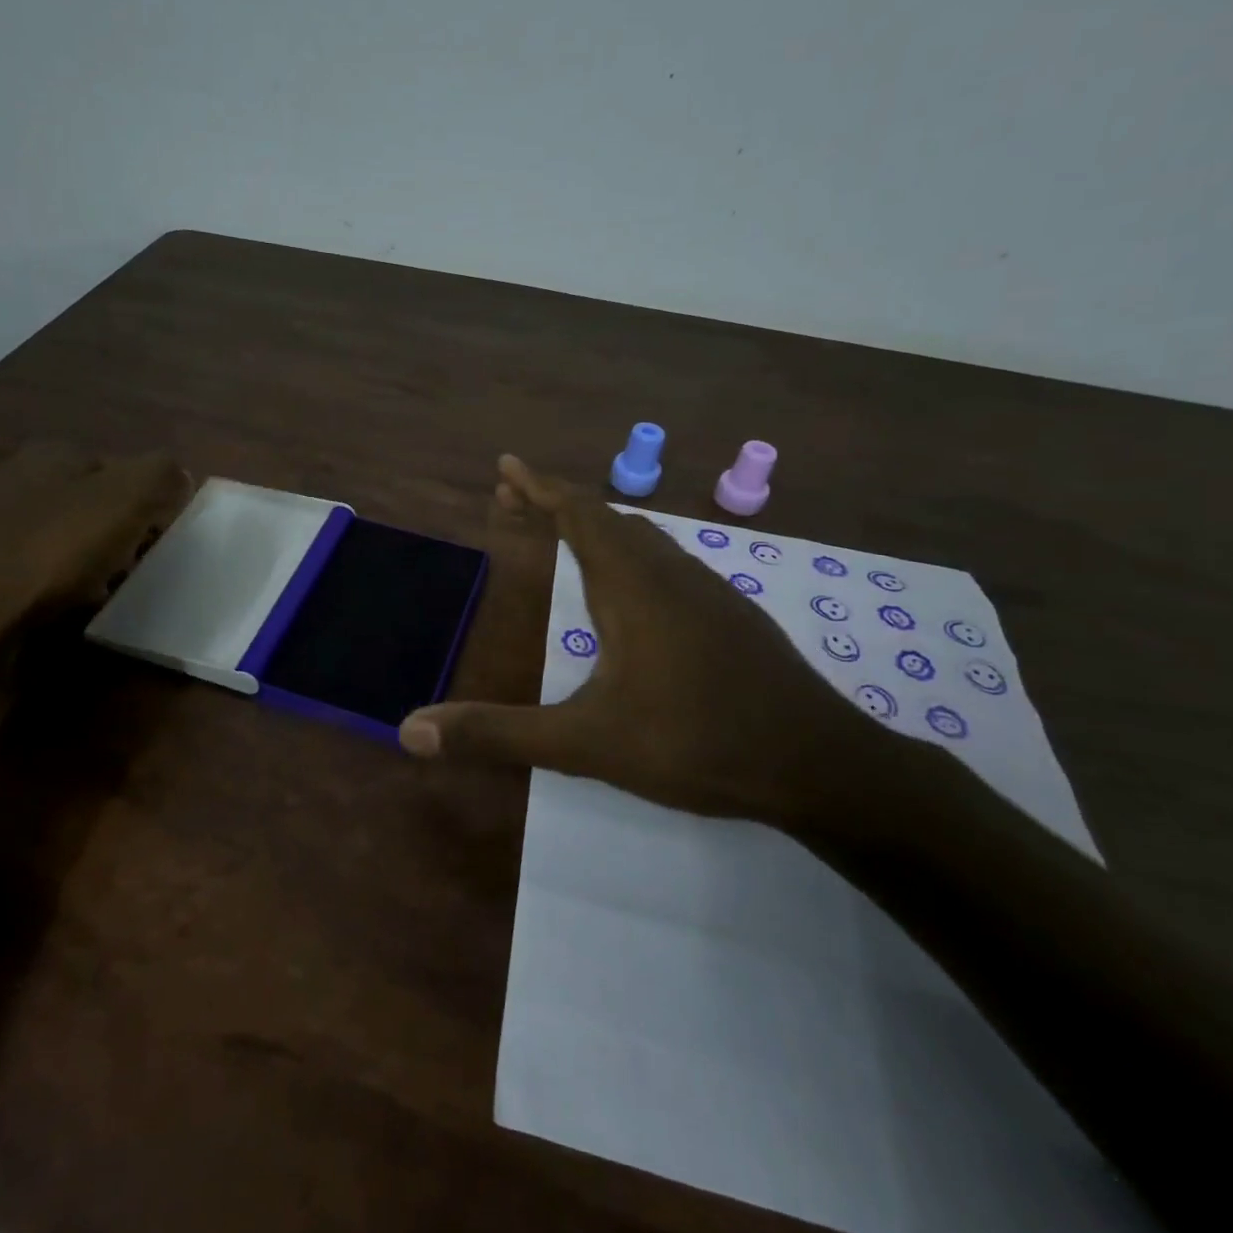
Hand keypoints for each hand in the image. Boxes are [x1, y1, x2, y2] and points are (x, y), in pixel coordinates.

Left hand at [0, 446, 192, 637]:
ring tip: (108, 588)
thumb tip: (178, 475)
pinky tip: (70, 602)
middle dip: (121, 532)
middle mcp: (19, 477)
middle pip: (95, 503)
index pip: (122, 468)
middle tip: (135, 564)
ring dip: (94, 559)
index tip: (159, 537)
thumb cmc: (54, 546)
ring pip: (68, 535)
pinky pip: (40, 566)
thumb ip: (161, 474)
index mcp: (53, 452)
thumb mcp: (126, 496)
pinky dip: (62, 581)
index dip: (149, 502)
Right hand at [397, 455, 891, 825]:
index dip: (540, 486)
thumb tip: (411, 730)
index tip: (508, 465)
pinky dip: (630, 554)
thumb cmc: (697, 743)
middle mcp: (670, 574)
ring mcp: (709, 592)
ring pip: (643, 539)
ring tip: (563, 535)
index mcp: (633, 586)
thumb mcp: (586, 743)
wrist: (821, 766)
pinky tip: (630, 592)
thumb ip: (499, 734)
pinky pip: (668, 563)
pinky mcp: (732, 616)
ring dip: (597, 528)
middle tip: (516, 502)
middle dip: (557, 504)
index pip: (579, 514)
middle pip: (606, 518)